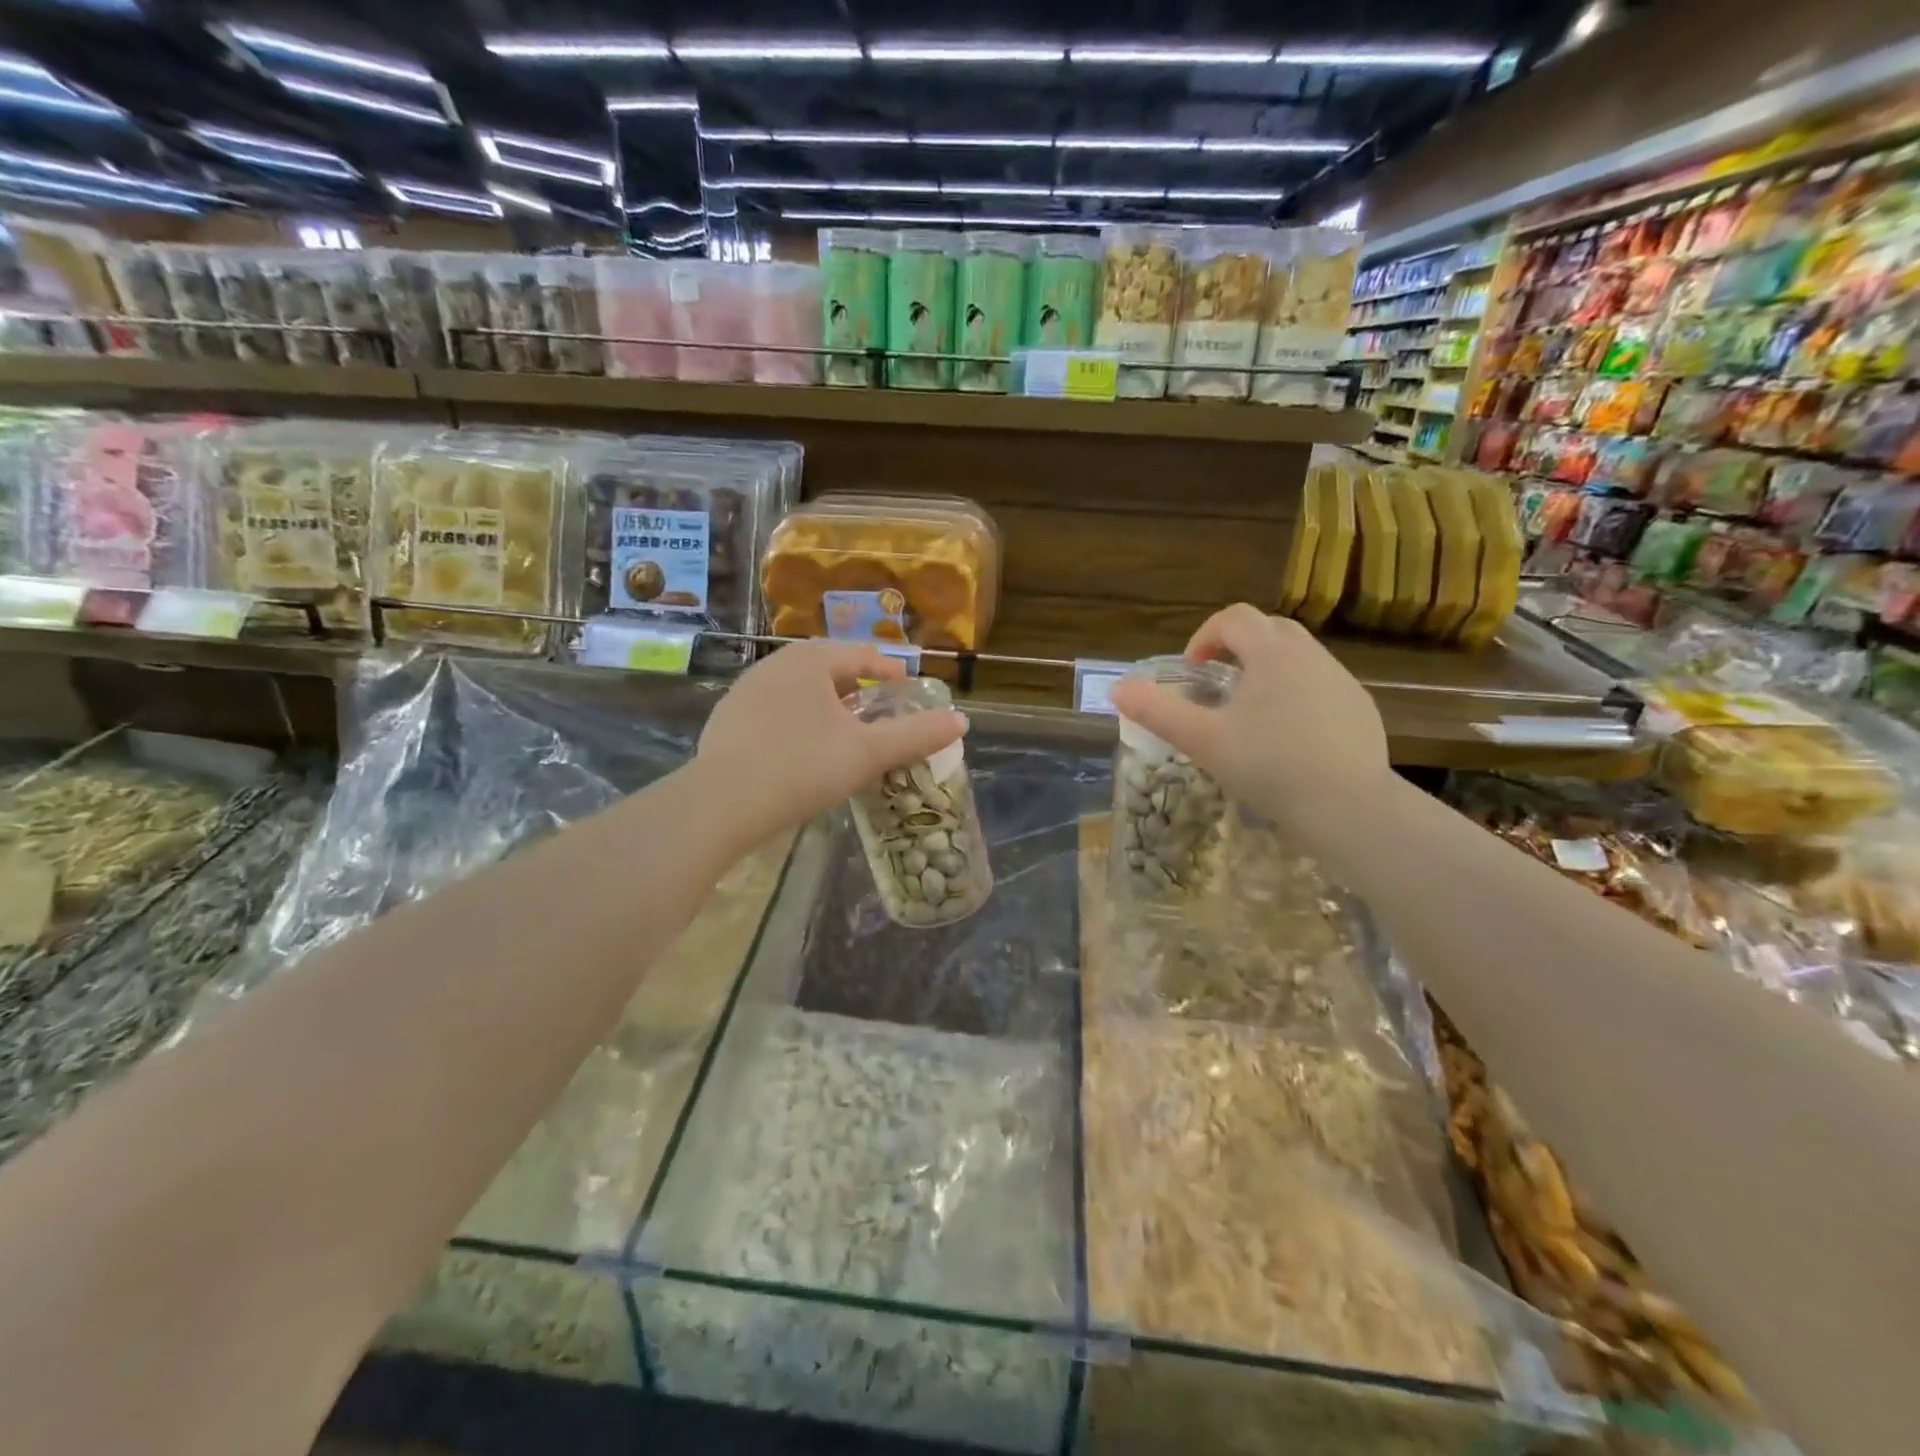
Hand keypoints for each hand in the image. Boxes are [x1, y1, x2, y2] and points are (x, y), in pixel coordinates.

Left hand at [696, 641, 967, 844]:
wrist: (722, 804)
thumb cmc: (803, 768)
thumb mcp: (868, 753)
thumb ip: (917, 735)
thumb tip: (962, 720)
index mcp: (811, 661)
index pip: (862, 655)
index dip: (890, 672)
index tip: (908, 691)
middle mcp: (775, 665)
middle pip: (829, 668)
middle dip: (858, 687)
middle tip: (880, 711)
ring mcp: (746, 691)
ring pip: (800, 690)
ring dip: (827, 704)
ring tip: (845, 731)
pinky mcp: (727, 720)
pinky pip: (775, 711)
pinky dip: (798, 721)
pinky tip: (803, 750)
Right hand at [1107, 603, 1390, 833]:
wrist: (1346, 806)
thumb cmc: (1268, 766)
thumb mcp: (1202, 739)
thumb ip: (1156, 711)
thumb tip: (1117, 689)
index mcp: (1271, 654)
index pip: (1234, 618)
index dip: (1205, 635)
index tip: (1191, 669)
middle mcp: (1310, 655)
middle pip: (1269, 629)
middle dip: (1237, 647)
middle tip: (1217, 683)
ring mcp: (1341, 681)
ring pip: (1298, 657)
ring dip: (1268, 670)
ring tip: (1250, 713)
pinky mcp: (1360, 709)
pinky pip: (1321, 686)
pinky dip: (1297, 695)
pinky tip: (1288, 737)